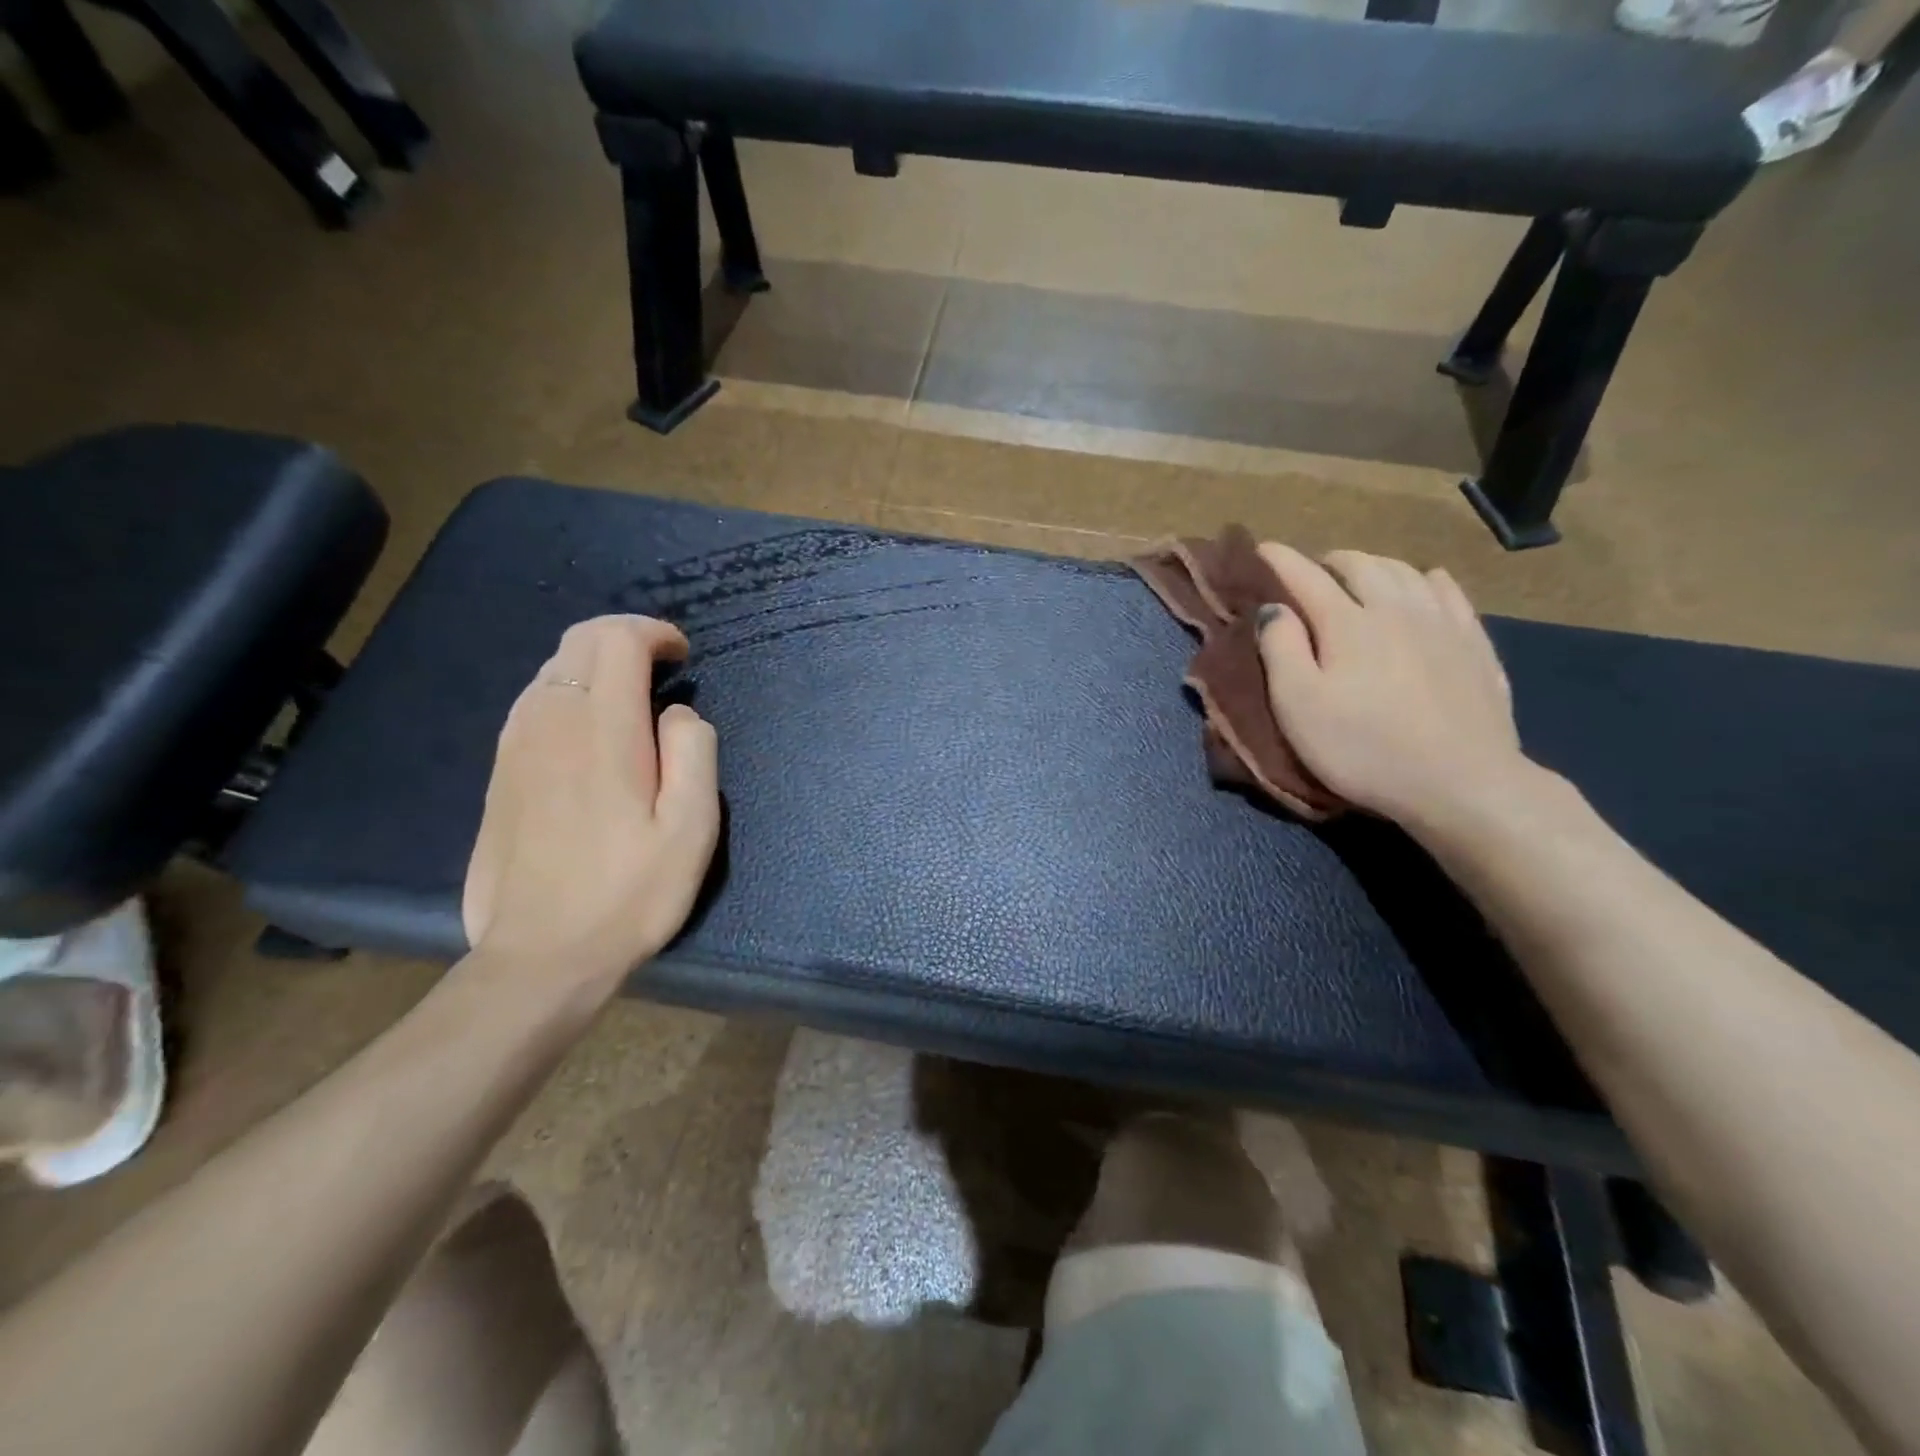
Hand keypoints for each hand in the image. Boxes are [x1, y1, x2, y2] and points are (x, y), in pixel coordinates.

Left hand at [462, 616, 719, 1000]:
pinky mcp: (499, 774)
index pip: (615, 639)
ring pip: (551, 670)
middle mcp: (549, 722)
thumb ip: (694, 751)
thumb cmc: (630, 893)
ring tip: (632, 699)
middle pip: (578, 642)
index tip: (682, 657)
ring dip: (594, 666)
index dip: (653, 633)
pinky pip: (533, 704)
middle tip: (662, 669)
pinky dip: (568, 693)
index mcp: (602, 729)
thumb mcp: (692, 827)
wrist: (541, 957)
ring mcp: (515, 747)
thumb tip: (678, 714)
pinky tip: (590, 732)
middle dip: (624, 638)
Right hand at [1256, 545, 1531, 827]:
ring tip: (1361, 577)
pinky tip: (1426, 584)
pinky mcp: (1475, 645)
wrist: (1461, 782)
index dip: (1279, 560)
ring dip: (1375, 566)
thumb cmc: (1363, 748)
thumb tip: (1273, 609)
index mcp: (1347, 623)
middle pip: (1361, 565)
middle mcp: (1396, 609)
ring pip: (1406, 571)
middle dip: (1330, 561)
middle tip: (1312, 574)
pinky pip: (1450, 592)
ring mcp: (1442, 623)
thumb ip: (1280, 650)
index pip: (1306, 577)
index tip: (1260, 548)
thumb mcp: (1299, 707)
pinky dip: (1427, 580)